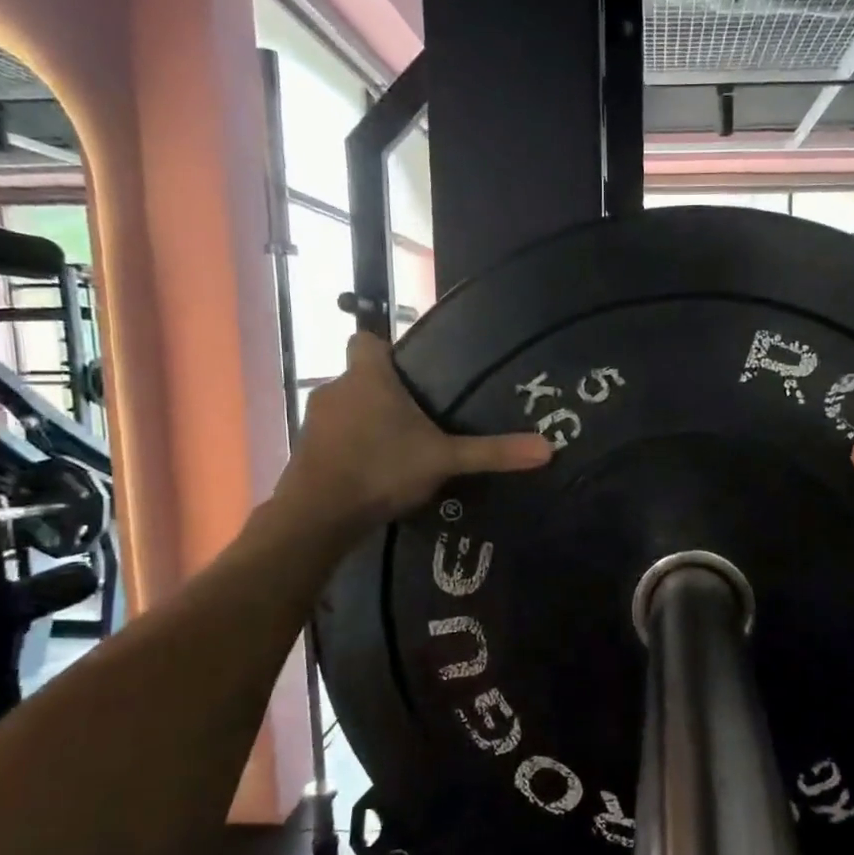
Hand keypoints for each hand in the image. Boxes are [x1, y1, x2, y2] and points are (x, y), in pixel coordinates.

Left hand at [279, 333, 551, 530]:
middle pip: (360, 377)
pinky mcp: (305, 450)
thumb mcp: (444, 460)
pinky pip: (333, 437)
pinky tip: (373, 471)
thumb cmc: (382, 469)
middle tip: (419, 417)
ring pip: (346, 408)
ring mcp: (315, 420)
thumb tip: (548, 448)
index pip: (366, 340)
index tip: (409, 371)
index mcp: (368, 377)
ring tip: (398, 448)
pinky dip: (350, 447)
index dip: (385, 349)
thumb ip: (492, 453)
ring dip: (366, 422)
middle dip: (385, 393)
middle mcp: (336, 388)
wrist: (318, 514)